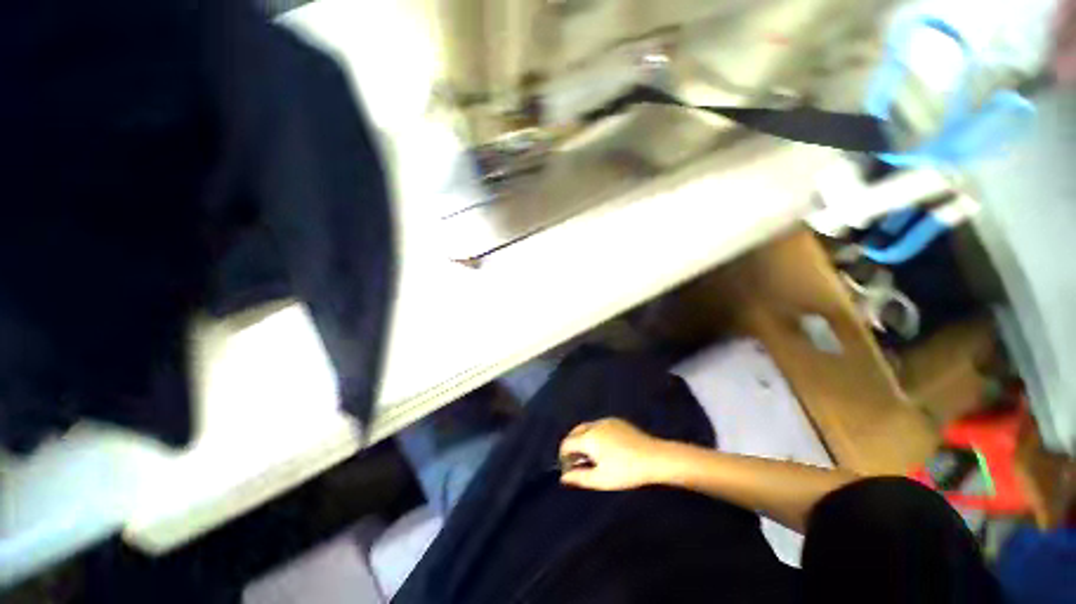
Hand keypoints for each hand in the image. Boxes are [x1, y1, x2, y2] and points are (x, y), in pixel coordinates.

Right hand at [558, 418, 666, 490]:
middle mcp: (594, 424)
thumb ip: (579, 477)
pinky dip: (595, 435)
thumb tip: (564, 477)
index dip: (564, 456)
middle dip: (572, 445)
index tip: (569, 468)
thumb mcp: (600, 479)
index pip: (567, 443)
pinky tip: (605, 448)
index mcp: (588, 437)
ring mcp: (607, 421)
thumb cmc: (625, 471)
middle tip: (578, 462)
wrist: (654, 458)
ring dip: (583, 439)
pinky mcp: (618, 421)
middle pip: (575, 432)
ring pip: (587, 428)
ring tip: (591, 456)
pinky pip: (599, 426)